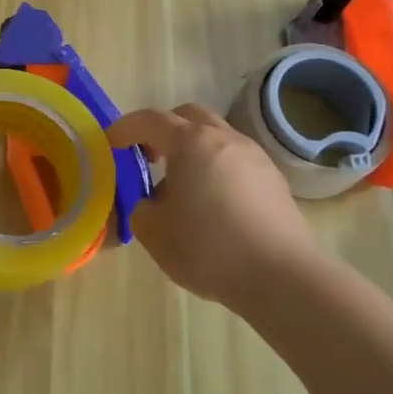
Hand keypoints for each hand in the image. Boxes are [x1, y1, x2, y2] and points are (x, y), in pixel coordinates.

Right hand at [109, 103, 314, 308]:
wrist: (281, 276)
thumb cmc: (208, 248)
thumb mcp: (154, 233)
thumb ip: (140, 209)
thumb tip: (150, 204)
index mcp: (190, 142)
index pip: (150, 120)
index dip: (125, 128)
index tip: (111, 143)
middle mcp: (224, 138)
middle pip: (188, 116)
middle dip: (164, 129)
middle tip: (149, 156)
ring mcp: (254, 156)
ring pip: (216, 136)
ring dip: (193, 149)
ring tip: (182, 185)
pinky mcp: (273, 180)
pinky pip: (236, 160)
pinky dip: (217, 168)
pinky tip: (213, 203)